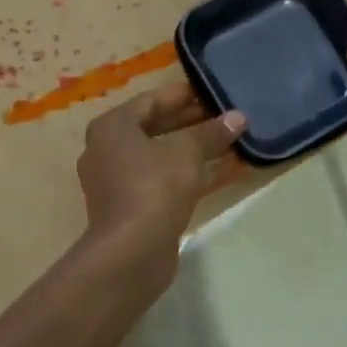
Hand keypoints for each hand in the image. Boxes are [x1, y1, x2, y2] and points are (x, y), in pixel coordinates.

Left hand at [77, 81, 246, 258]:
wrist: (131, 252)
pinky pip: (163, 180)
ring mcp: (117, 181)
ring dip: (193, 150)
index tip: (213, 93)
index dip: (184, 95)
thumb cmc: (154, 187)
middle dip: (191, 123)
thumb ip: (212, 132)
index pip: (151, 100)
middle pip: (155, 128)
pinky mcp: (131, 207)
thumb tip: (239, 117)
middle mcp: (107, 150)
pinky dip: (188, 174)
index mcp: (112, 127)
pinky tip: (221, 172)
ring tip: (229, 142)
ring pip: (161, 156)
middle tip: (225, 117)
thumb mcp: (187, 152)